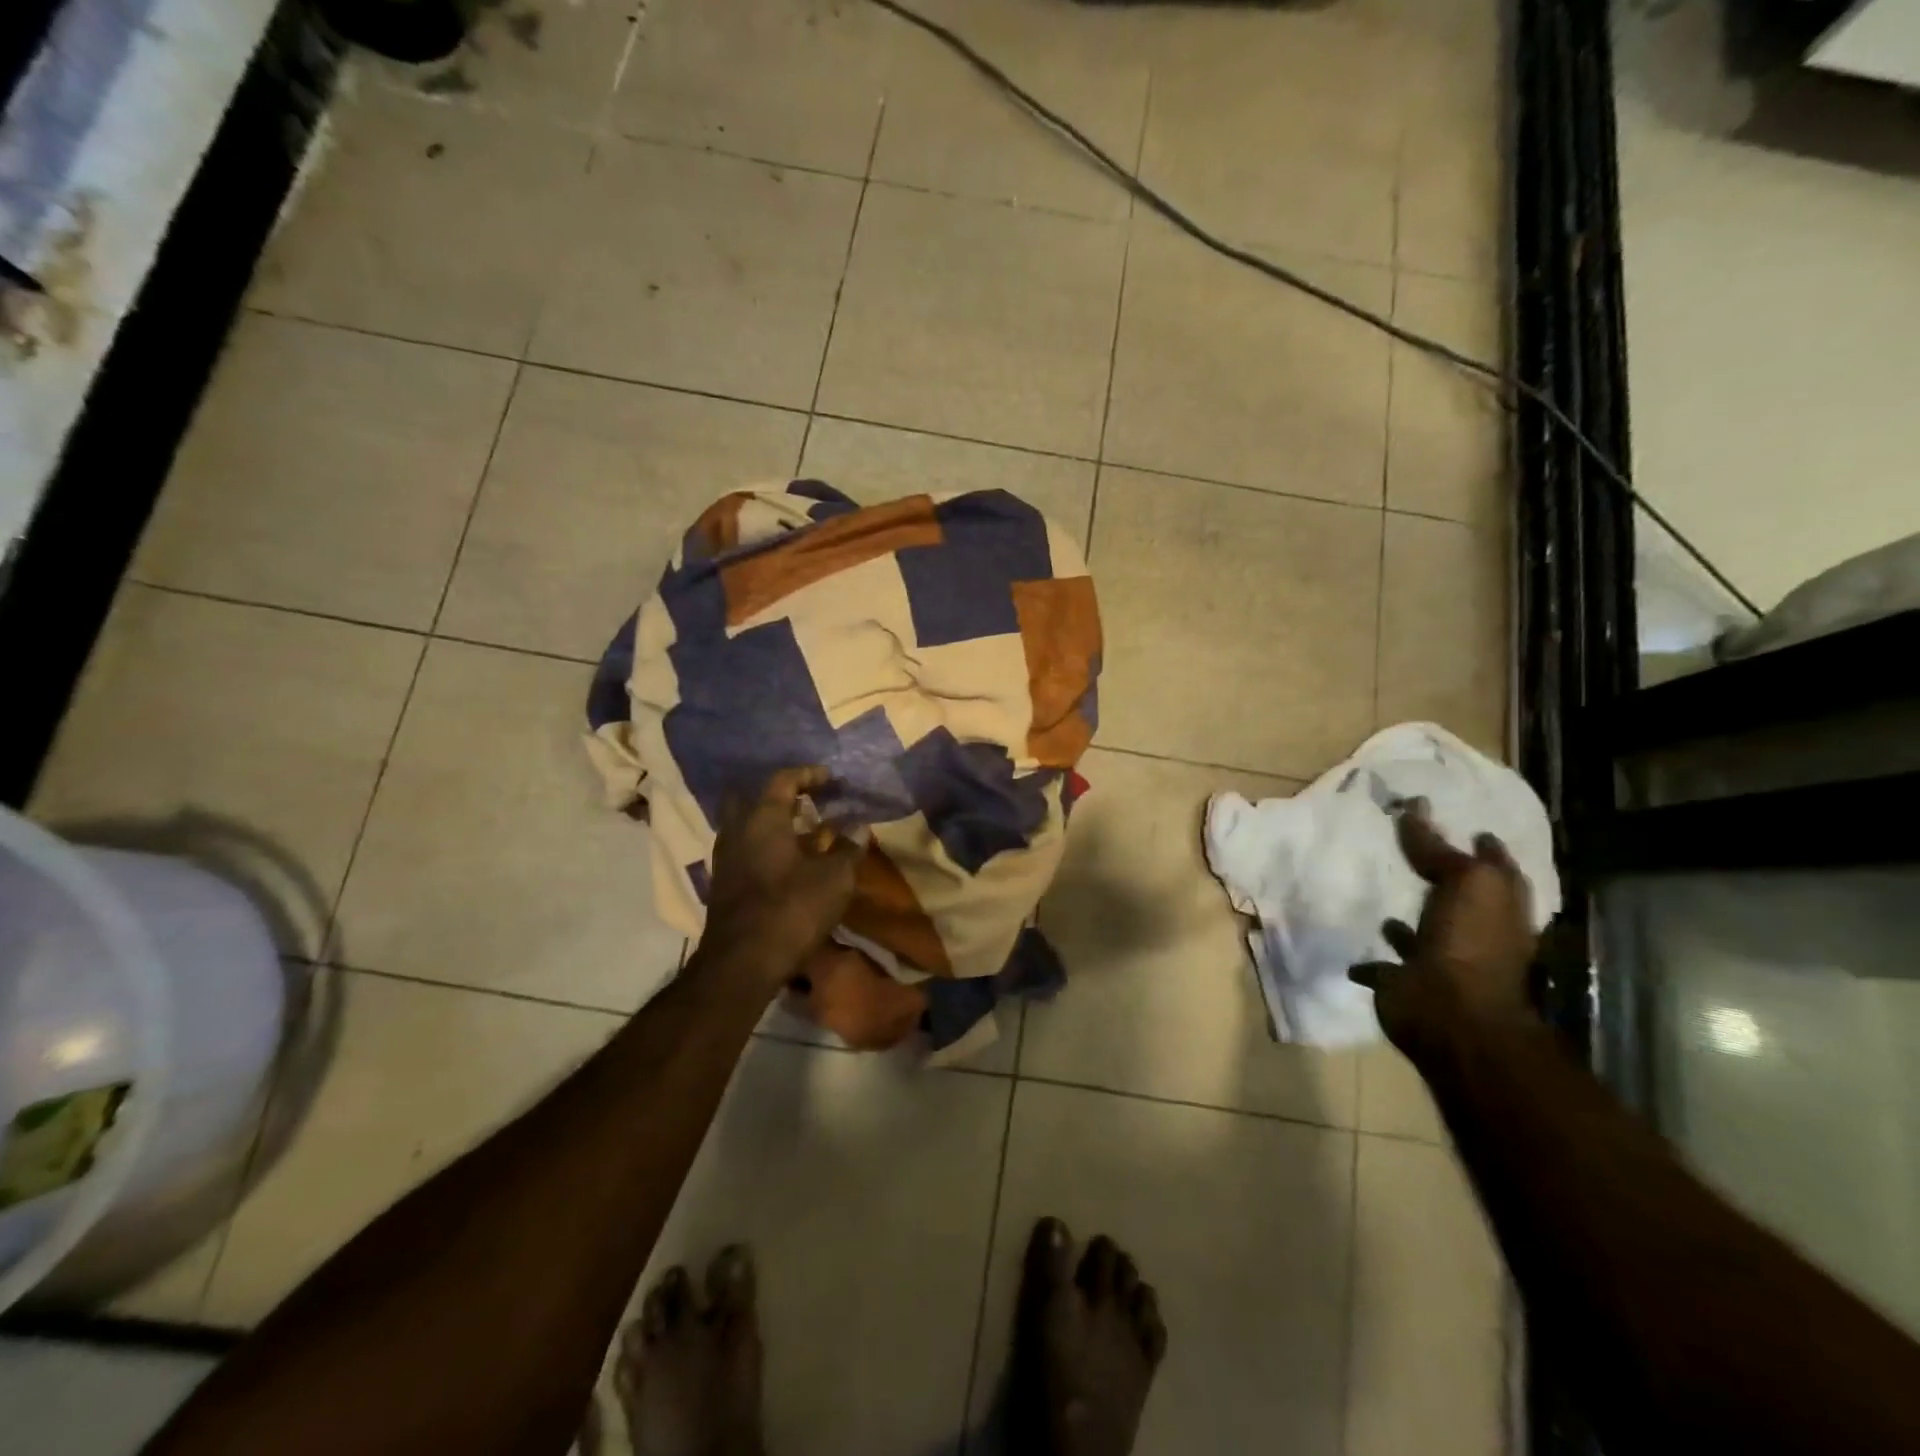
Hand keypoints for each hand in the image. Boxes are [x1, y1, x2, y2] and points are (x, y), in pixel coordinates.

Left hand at [699, 767, 861, 987]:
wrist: (742, 963)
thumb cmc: (792, 909)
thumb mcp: (834, 878)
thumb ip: (848, 848)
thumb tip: (859, 827)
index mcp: (763, 818)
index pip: (783, 780)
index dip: (808, 775)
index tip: (830, 778)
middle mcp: (738, 830)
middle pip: (754, 798)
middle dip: (781, 796)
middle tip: (807, 802)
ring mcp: (726, 858)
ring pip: (749, 826)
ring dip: (775, 824)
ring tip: (806, 833)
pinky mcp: (724, 883)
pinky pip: (747, 849)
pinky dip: (767, 847)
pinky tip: (790, 862)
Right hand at [1349, 802, 1537, 1048]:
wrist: (1452, 1016)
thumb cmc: (1470, 944)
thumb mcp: (1466, 883)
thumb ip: (1439, 848)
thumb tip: (1417, 808)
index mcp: (1498, 909)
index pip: (1494, 869)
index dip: (1484, 848)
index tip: (1467, 826)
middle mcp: (1474, 935)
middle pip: (1459, 900)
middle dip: (1443, 879)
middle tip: (1412, 851)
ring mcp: (1440, 961)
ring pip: (1423, 933)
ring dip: (1408, 922)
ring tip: (1383, 896)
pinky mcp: (1405, 983)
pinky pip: (1384, 965)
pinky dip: (1373, 960)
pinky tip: (1356, 950)